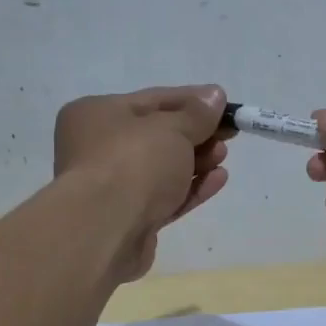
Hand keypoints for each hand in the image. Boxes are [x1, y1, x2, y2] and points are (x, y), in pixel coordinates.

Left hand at [54, 85, 229, 278]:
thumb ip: (196, 113)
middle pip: (157, 136)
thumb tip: (214, 96)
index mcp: (97, 114)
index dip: (192, 100)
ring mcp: (113, 187)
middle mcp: (98, 148)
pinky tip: (218, 179)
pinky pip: (165, 197)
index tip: (225, 105)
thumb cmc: (133, 163)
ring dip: (196, 161)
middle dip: (196, 135)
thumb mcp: (171, 129)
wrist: (105, 230)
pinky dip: (191, 188)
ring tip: (223, 156)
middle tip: (228, 135)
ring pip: (162, 169)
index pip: (153, 100)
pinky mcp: (129, 219)